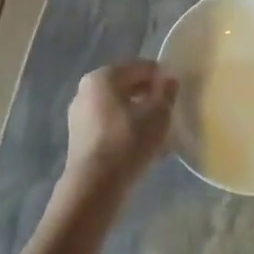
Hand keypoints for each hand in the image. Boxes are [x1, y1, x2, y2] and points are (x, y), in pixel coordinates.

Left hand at [62, 61, 177, 192]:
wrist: (94, 186)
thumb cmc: (128, 142)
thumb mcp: (158, 115)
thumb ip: (166, 92)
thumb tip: (169, 79)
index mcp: (103, 76)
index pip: (140, 68)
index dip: (161, 78)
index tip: (176, 94)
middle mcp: (86, 90)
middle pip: (126, 86)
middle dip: (148, 97)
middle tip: (168, 113)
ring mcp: (79, 114)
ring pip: (117, 107)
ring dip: (137, 115)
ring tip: (157, 133)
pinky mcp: (78, 137)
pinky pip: (108, 124)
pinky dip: (124, 129)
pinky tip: (140, 146)